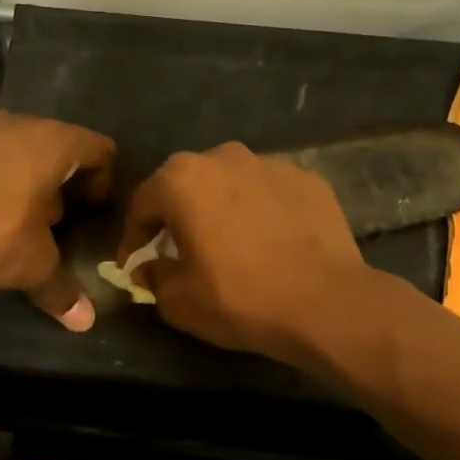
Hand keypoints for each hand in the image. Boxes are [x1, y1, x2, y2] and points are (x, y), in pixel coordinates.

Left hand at [0, 112, 114, 328]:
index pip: (97, 148)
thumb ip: (61, 290)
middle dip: (54, 180)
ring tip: (3, 215)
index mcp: (51, 144)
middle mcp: (13, 124)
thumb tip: (85, 322)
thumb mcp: (32, 267)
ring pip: (4, 146)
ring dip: (11, 175)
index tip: (95, 208)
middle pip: (49, 144)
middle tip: (50, 219)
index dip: (104, 178)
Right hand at [115, 142, 375, 364]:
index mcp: (182, 180)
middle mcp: (223, 157)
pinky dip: (260, 210)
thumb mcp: (179, 301)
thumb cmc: (240, 298)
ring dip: (220, 207)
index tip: (134, 264)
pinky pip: (269, 192)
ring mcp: (270, 163)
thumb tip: (148, 268)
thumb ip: (153, 277)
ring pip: (230, 183)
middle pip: (186, 184)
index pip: (142, 203)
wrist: (326, 303)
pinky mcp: (308, 178)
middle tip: (178, 249)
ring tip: (228, 242)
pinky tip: (270, 241)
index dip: (132, 237)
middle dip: (177, 215)